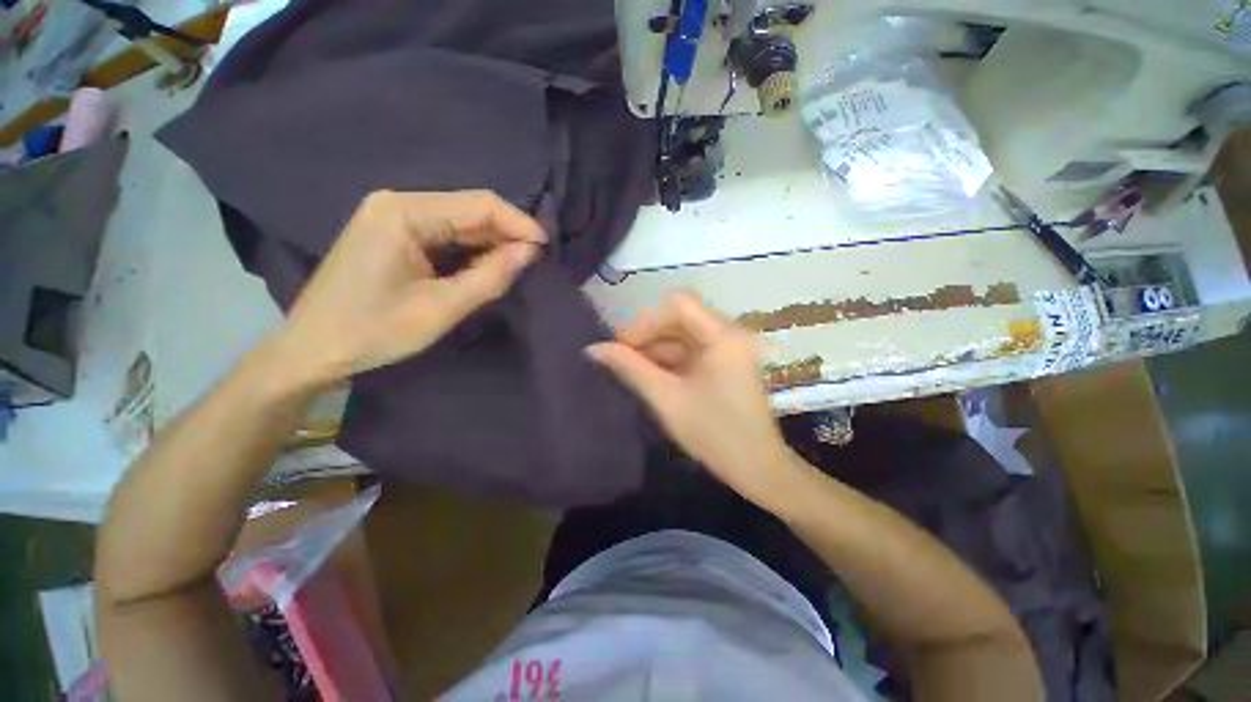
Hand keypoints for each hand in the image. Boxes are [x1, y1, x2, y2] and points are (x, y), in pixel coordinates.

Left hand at [274, 190, 545, 388]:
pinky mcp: (393, 232)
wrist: (312, 349)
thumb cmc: (374, 331)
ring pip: (460, 221)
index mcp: (404, 212)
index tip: (547, 249)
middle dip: (507, 234)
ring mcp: (393, 215)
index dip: (519, 223)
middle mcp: (398, 202)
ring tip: (517, 266)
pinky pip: (444, 233)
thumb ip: (490, 277)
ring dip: (491, 243)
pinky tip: (486, 266)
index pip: (479, 204)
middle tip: (536, 262)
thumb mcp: (441, 309)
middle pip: (469, 208)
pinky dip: (471, 250)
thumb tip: (530, 253)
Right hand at [587, 291, 797, 506]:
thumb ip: (630, 368)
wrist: (758, 469)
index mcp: (723, 336)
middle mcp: (730, 333)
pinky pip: (693, 350)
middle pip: (681, 318)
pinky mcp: (727, 362)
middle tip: (621, 360)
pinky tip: (652, 376)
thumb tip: (594, 348)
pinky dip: (671, 359)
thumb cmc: (714, 434)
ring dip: (657, 349)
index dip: (646, 322)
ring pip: (684, 335)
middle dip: (649, 336)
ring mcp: (730, 347)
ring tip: (632, 371)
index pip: (678, 304)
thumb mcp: (667, 399)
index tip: (622, 347)